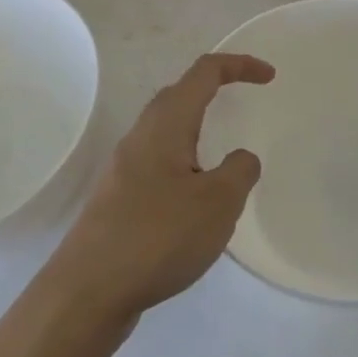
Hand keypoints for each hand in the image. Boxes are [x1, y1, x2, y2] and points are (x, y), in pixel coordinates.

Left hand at [48, 53, 271, 323]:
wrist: (87, 291)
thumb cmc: (158, 236)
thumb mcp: (218, 203)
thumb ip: (239, 171)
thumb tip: (241, 158)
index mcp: (166, 124)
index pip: (204, 73)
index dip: (239, 66)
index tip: (269, 76)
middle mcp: (141, 136)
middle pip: (179, 95)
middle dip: (213, 89)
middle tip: (244, 102)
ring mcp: (124, 168)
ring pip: (166, 132)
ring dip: (197, 129)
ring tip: (224, 159)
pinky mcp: (118, 199)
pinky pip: (158, 164)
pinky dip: (184, 165)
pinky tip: (195, 202)